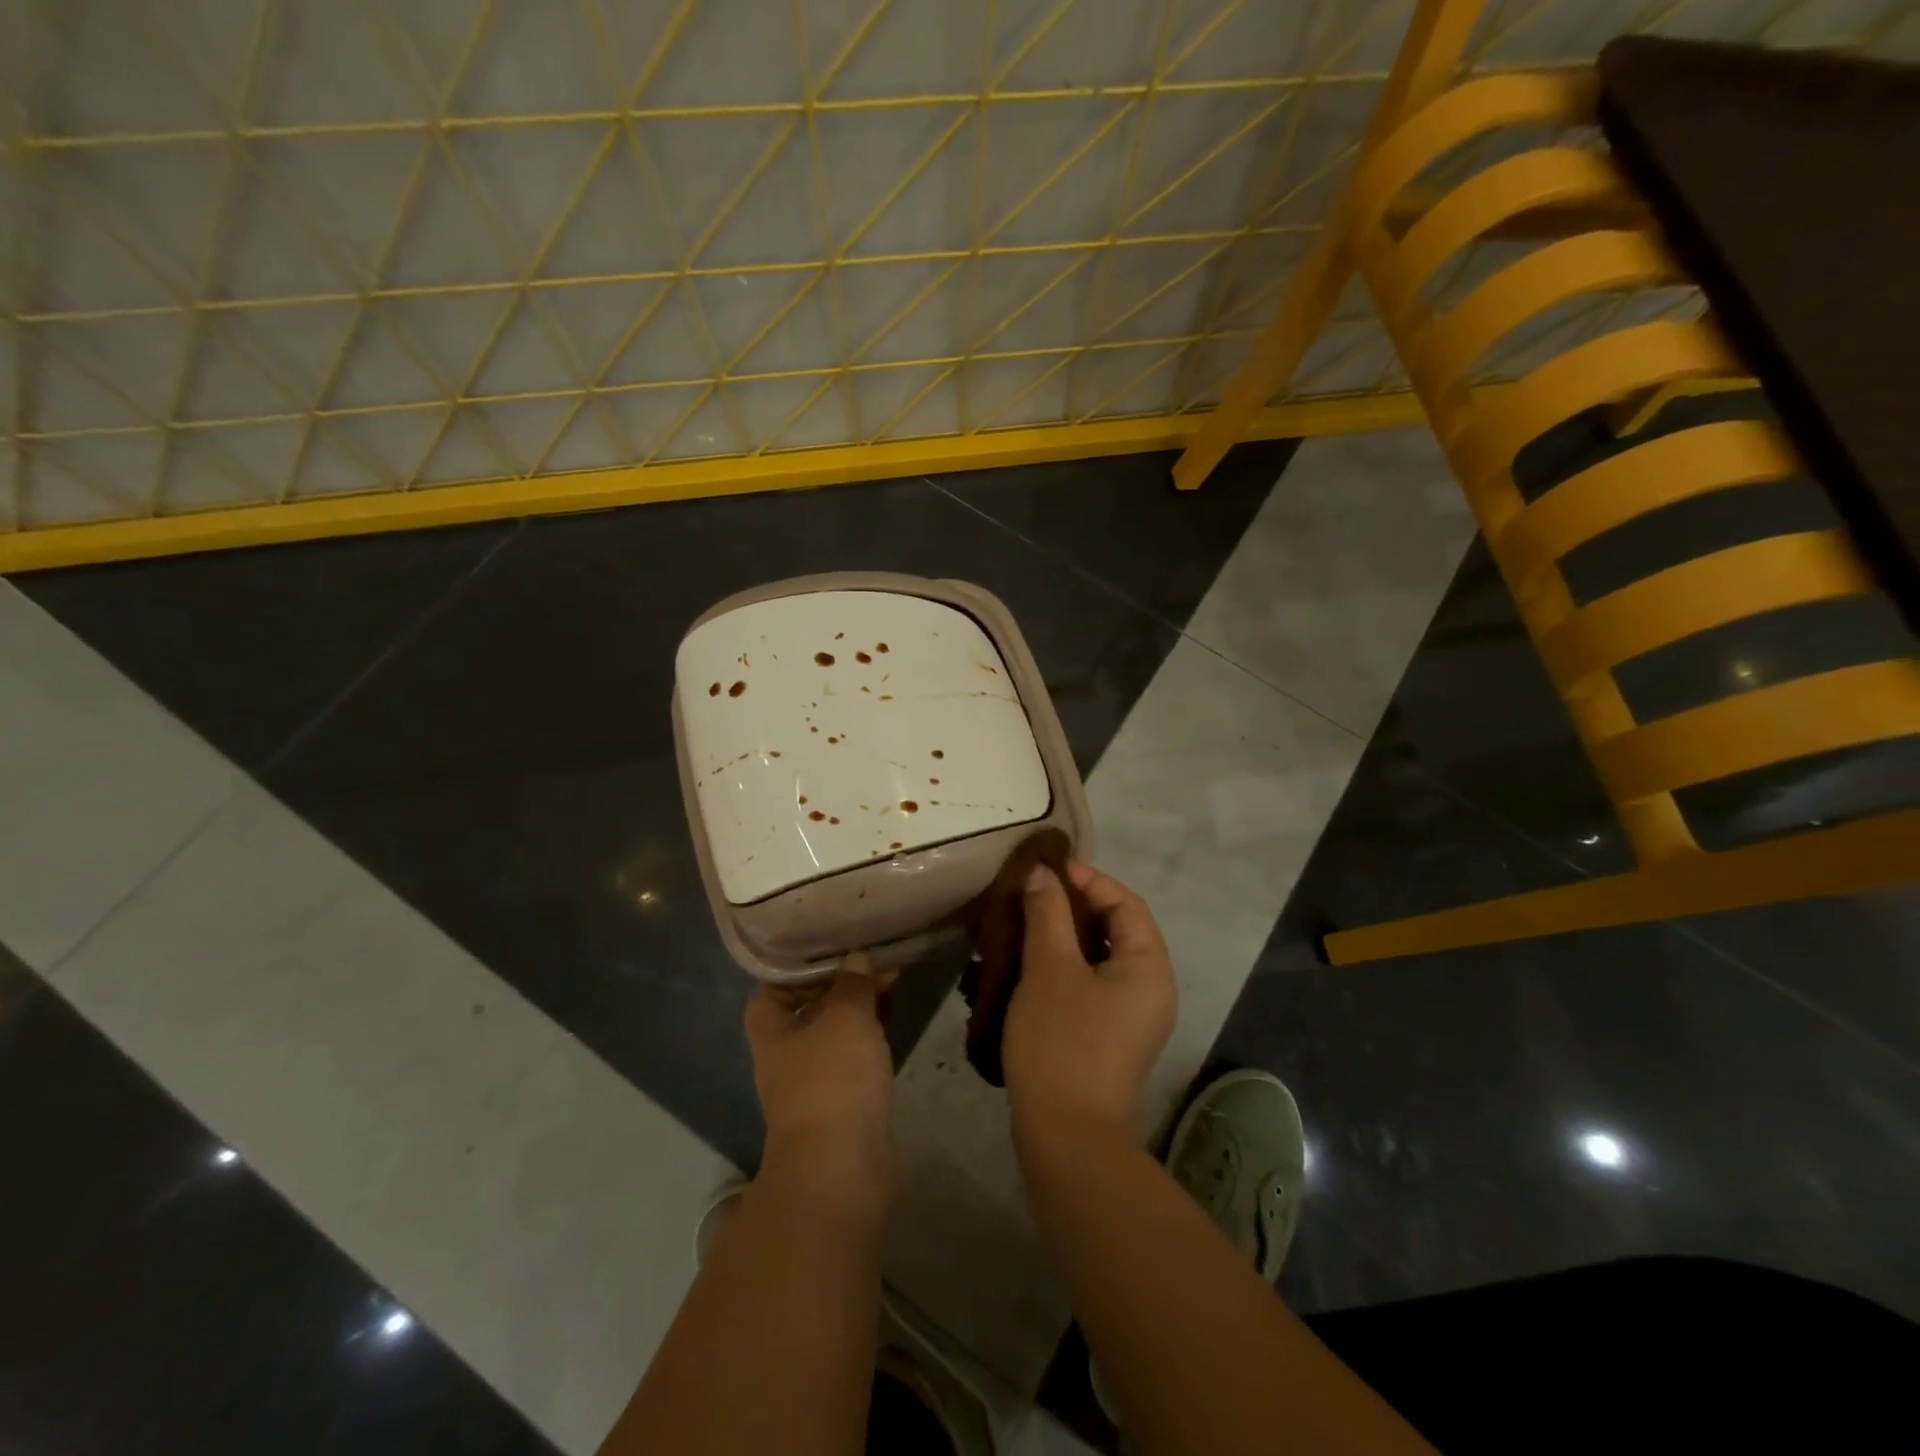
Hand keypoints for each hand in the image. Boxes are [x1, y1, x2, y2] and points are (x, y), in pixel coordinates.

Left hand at [744, 954, 896, 1207]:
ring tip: (892, 983)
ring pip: (835, 1031)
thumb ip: (853, 983)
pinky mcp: (842, 1102)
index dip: (804, 964)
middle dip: (842, 983)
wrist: (842, 1167)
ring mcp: (814, 1080)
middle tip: (877, 961)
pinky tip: (892, 1022)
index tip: (837, 945)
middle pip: (810, 1005)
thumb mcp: (846, 1016)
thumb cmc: (833, 1079)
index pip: (776, 984)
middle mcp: (786, 1052)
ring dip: (860, 1009)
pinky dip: (870, 1037)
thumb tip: (856, 959)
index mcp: (772, 1029)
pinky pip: (854, 1057)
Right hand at [1002, 861, 1176, 1138]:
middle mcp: (1149, 988)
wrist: (1067, 1138)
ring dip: (1060, 938)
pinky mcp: (1108, 1037)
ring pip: (1097, 958)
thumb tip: (1042, 873)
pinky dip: (1060, 968)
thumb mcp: (1050, 969)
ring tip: (1021, 928)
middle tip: (1029, 897)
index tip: (1045, 871)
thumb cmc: (1062, 1042)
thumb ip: (1047, 913)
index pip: (1126, 904)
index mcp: (1148, 967)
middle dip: (1071, 908)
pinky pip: (1088, 985)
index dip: (1088, 880)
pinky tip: (1024, 968)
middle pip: (1114, 929)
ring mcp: (1130, 1016)